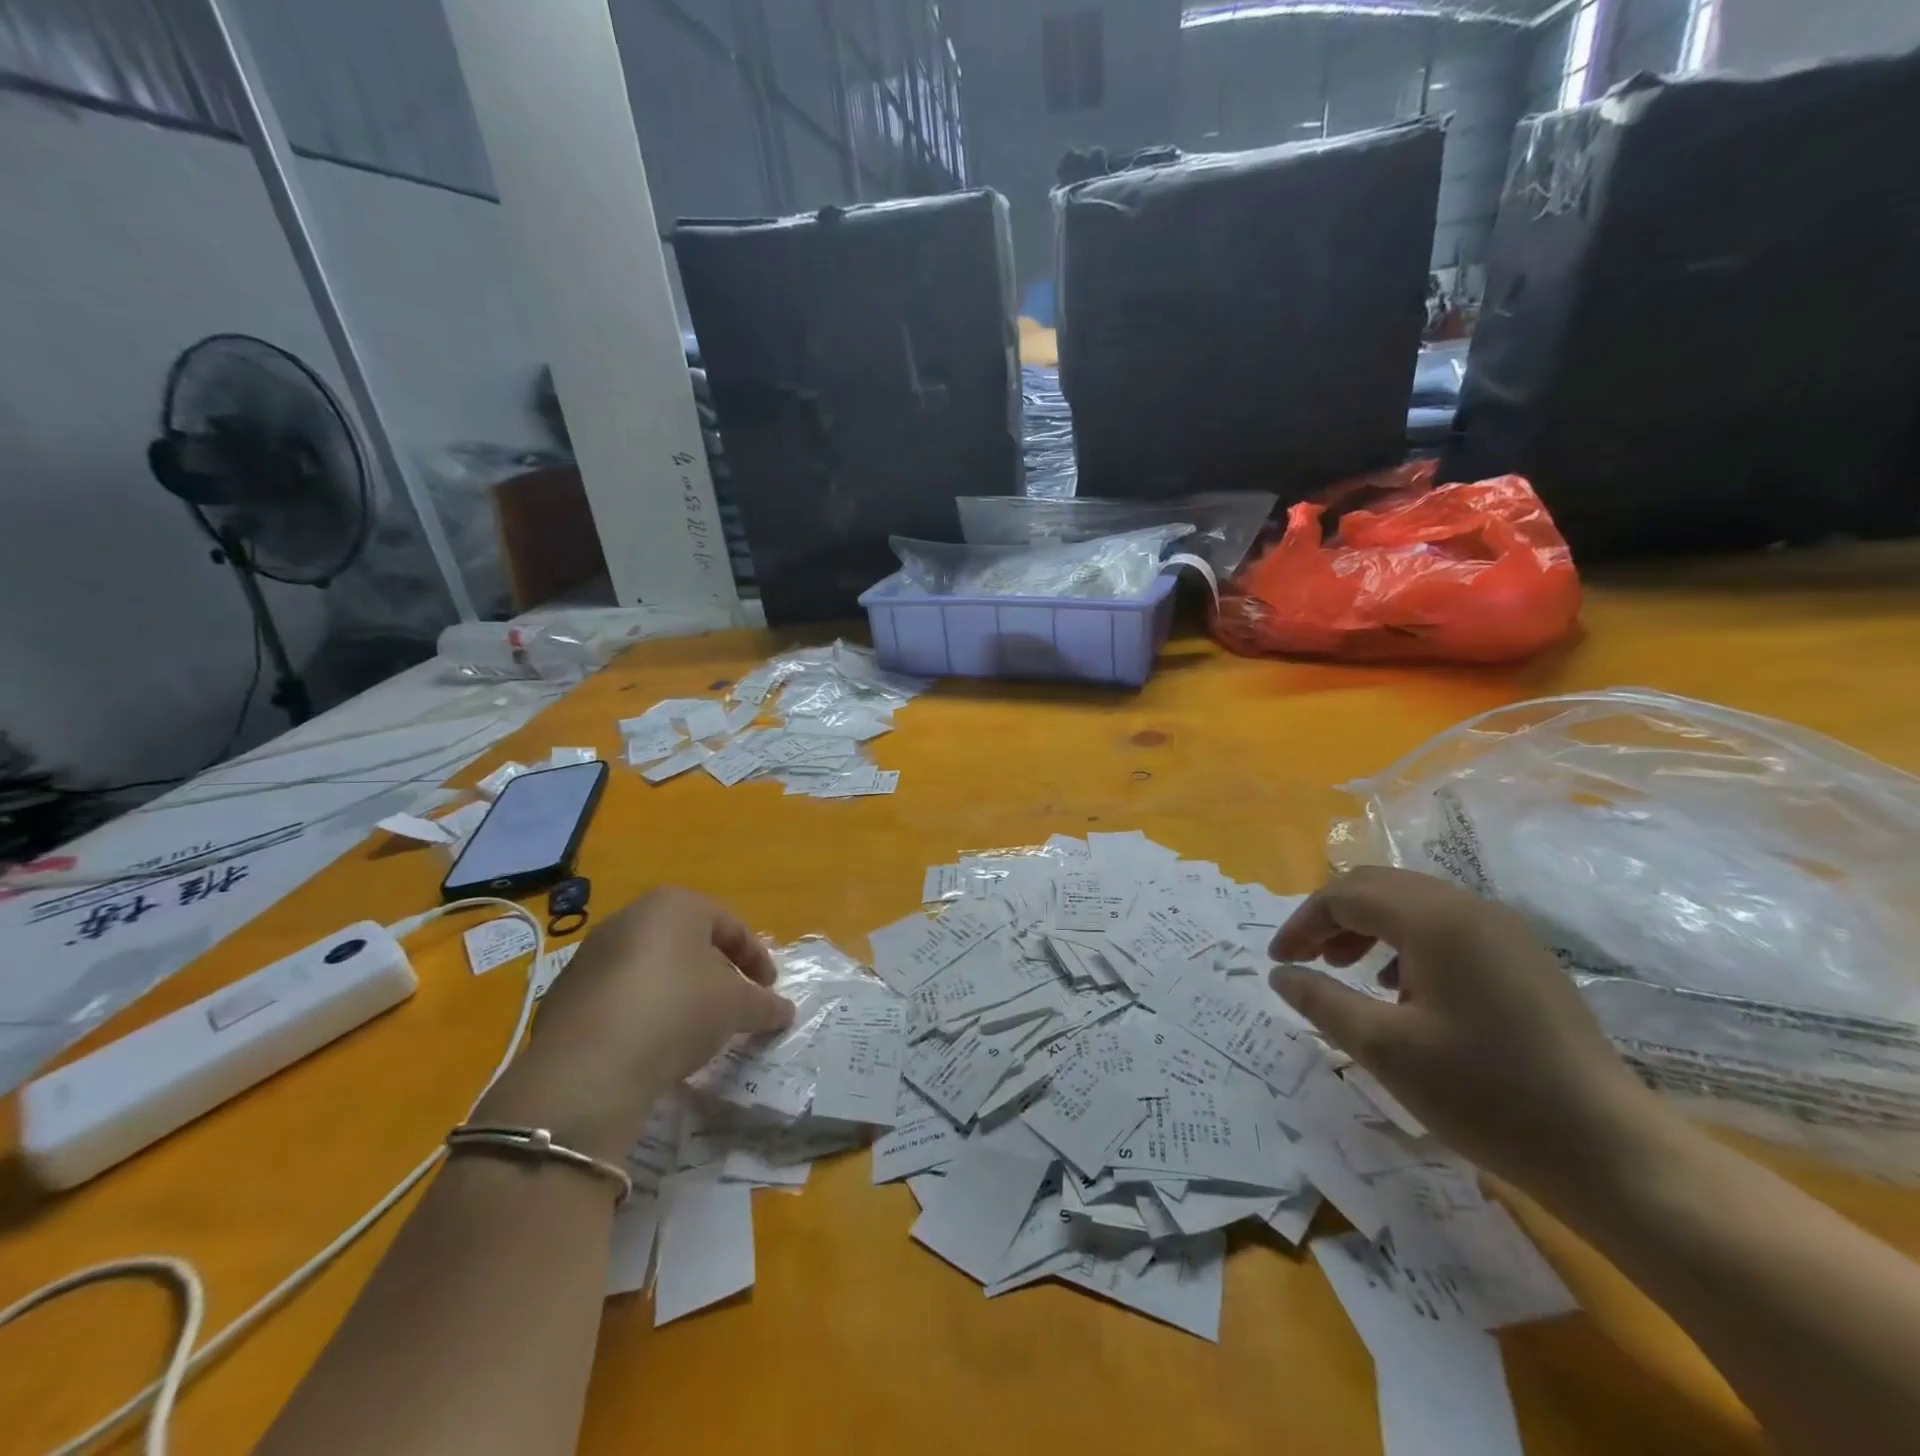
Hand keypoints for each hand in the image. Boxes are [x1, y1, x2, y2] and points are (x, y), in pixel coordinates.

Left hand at [478, 887, 792, 1160]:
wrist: (587, 1069)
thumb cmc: (678, 1011)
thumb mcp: (736, 1007)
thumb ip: (764, 1004)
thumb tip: (784, 1011)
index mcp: (675, 905)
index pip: (730, 925)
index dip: (756, 958)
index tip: (769, 990)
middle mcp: (630, 917)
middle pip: (688, 942)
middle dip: (716, 972)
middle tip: (735, 1005)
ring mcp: (591, 955)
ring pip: (653, 968)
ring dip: (679, 992)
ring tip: (696, 1029)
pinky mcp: (566, 994)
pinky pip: (621, 996)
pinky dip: (645, 1012)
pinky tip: (654, 1044)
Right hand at [1269, 867, 1667, 1199]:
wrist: (1612, 1153)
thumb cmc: (1486, 1095)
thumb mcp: (1385, 1049)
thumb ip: (1322, 1001)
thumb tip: (1280, 974)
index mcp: (1435, 920)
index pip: (1345, 895)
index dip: (1303, 922)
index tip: (1279, 962)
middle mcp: (1469, 908)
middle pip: (1378, 887)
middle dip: (1332, 918)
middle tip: (1307, 961)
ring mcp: (1503, 930)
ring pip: (1411, 903)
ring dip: (1367, 927)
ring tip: (1347, 972)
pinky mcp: (1522, 958)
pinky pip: (1445, 927)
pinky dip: (1405, 943)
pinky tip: (1401, 989)